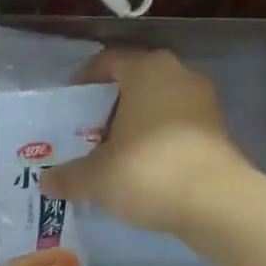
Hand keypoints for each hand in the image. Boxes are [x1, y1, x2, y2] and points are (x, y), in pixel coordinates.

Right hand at [40, 49, 245, 233]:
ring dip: (135, 126)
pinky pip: (177, 127)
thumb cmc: (147, 171)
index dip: (83, 83)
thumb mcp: (97, 176)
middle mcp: (179, 75)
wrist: (215, 202)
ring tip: (113, 155)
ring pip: (158, 106)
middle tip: (88, 135)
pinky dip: (158, 142)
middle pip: (134, 83)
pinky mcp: (219, 131)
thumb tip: (46, 182)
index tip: (69, 108)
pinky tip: (143, 170)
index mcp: (147, 70)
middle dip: (109, 108)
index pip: (107, 62)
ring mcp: (204, 103)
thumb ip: (69, 176)